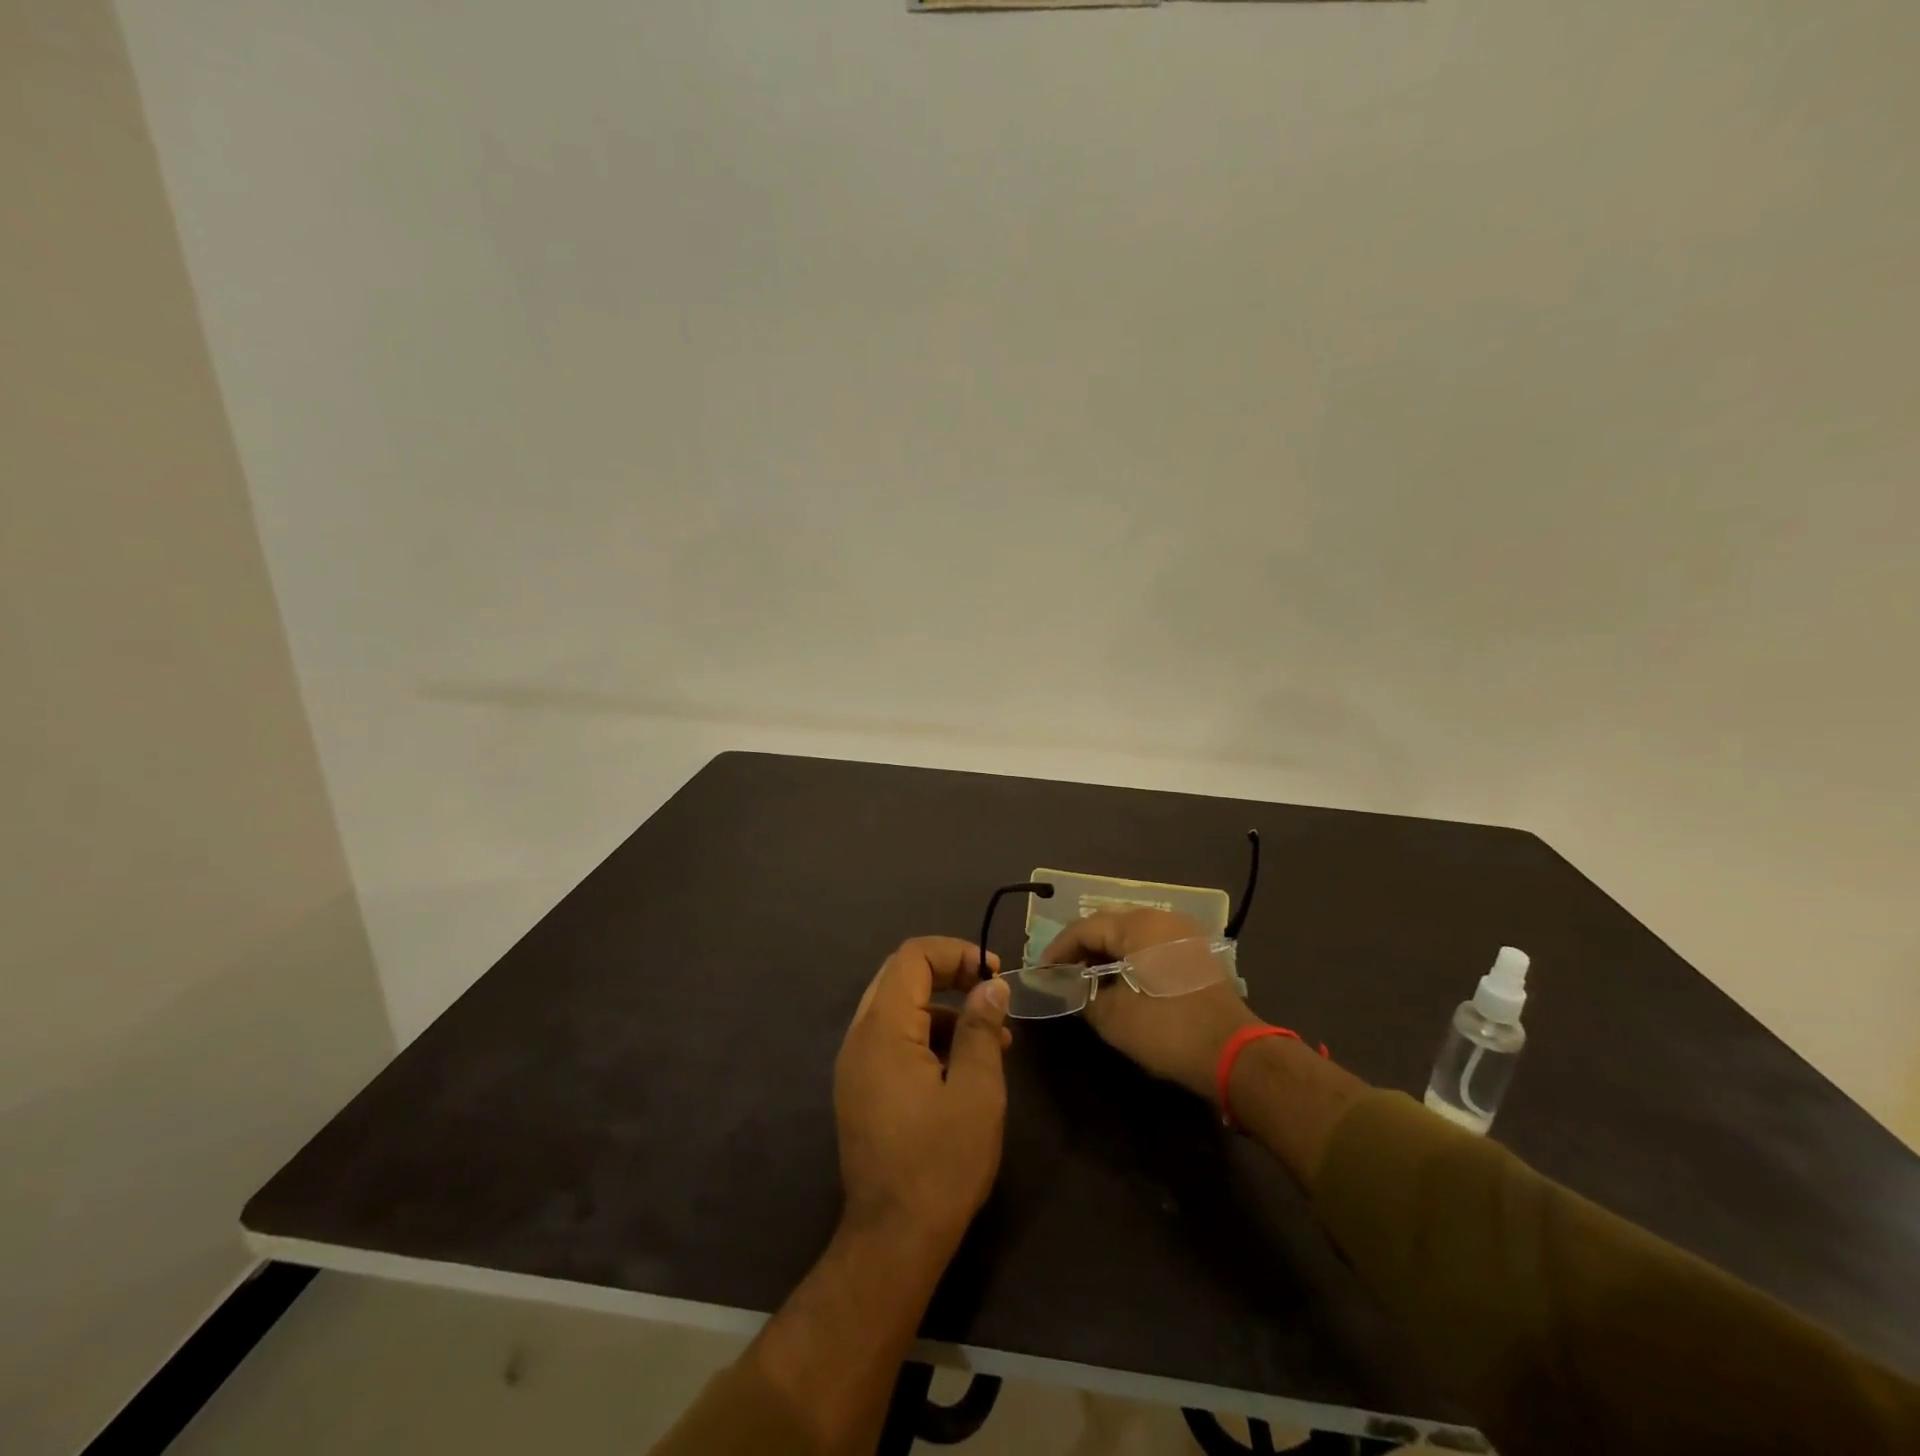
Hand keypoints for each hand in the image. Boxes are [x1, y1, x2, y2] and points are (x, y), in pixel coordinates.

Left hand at [834, 937, 1011, 1254]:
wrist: (893, 1242)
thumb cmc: (940, 1163)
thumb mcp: (976, 1091)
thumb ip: (980, 1029)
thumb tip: (990, 986)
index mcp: (883, 1029)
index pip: (912, 957)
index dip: (955, 952)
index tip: (993, 973)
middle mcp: (860, 1037)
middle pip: (901, 976)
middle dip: (949, 974)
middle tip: (990, 992)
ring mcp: (855, 1064)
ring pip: (898, 1008)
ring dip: (943, 1008)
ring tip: (992, 1038)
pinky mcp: (861, 1088)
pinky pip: (893, 1039)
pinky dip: (928, 1036)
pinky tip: (965, 1065)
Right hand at [1043, 910, 1259, 1103]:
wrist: (1236, 1055)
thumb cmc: (1169, 1030)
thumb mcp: (1114, 1018)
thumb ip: (1085, 995)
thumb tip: (1073, 986)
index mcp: (1138, 925)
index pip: (1085, 927)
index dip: (1059, 949)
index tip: (1042, 971)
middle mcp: (1161, 918)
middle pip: (1109, 923)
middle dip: (1082, 946)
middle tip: (1062, 971)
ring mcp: (1183, 933)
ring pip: (1131, 932)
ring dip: (1107, 950)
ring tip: (1087, 976)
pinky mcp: (1196, 952)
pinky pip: (1152, 943)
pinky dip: (1130, 956)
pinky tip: (1121, 979)